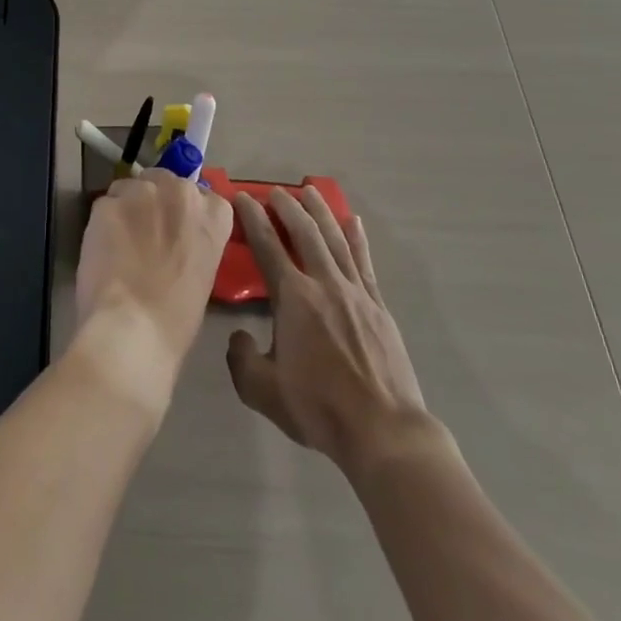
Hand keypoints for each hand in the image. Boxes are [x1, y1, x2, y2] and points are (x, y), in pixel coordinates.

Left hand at [73, 170, 233, 411]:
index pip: (201, 194)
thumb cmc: (177, 318)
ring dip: (126, 207)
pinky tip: (101, 250)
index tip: (174, 228)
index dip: (182, 210)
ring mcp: (142, 193)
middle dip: (153, 201)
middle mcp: (181, 192)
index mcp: (214, 213)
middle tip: (144, 232)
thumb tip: (174, 237)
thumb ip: (193, 241)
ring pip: (129, 187)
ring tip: (118, 241)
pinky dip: (102, 223)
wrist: (134, 329)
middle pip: (163, 181)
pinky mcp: (107, 202)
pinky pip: (104, 205)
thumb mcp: (203, 273)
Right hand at [226, 187, 431, 475]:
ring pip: (335, 239)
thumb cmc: (318, 408)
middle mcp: (323, 284)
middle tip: (274, 190)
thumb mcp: (261, 390)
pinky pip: (364, 262)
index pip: (267, 247)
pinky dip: (357, 238)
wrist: (382, 430)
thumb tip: (238, 335)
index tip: (242, 197)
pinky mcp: (378, 306)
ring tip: (310, 191)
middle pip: (304, 233)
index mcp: (293, 298)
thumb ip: (240, 358)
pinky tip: (354, 222)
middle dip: (287, 207)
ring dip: (321, 212)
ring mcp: (355, 292)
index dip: (252, 219)